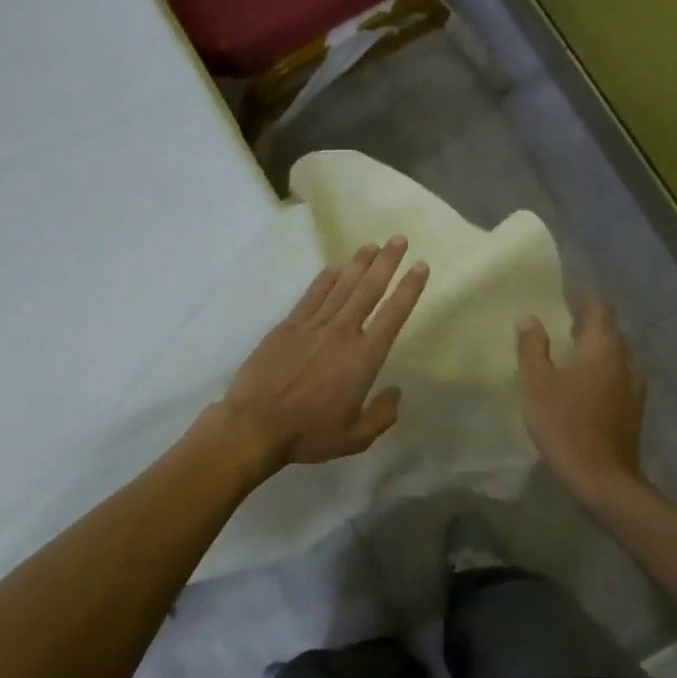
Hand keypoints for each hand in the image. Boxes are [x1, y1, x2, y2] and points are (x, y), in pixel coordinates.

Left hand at [218, 238, 428, 474]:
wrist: (255, 424)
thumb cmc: (308, 433)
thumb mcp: (355, 437)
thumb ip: (382, 415)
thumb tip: (396, 393)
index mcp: (363, 358)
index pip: (393, 315)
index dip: (409, 289)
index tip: (420, 266)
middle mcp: (342, 333)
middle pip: (368, 289)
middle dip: (386, 263)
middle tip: (399, 239)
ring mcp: (312, 326)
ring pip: (341, 286)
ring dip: (359, 264)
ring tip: (372, 245)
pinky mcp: (288, 326)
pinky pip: (312, 295)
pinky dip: (326, 278)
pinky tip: (335, 267)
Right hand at [516, 294, 645, 502]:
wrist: (601, 476)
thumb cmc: (564, 424)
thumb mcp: (536, 384)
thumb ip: (532, 347)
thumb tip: (529, 318)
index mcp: (603, 347)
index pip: (598, 307)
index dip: (583, 295)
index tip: (565, 289)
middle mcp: (626, 360)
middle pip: (610, 330)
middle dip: (588, 321)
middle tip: (562, 318)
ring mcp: (635, 386)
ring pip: (615, 355)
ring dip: (595, 348)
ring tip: (571, 350)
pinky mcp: (634, 409)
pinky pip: (618, 376)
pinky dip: (601, 370)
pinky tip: (584, 383)